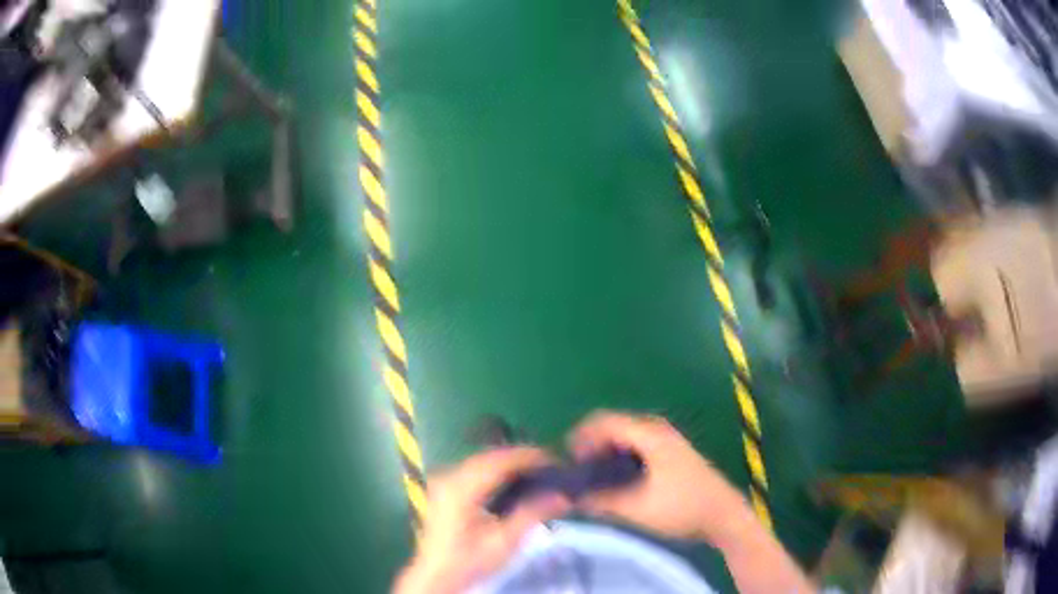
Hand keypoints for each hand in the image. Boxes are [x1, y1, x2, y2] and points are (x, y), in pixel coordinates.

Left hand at [393, 447, 570, 593]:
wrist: (437, 575)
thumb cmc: (469, 561)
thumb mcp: (503, 542)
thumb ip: (532, 514)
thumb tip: (563, 496)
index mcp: (461, 488)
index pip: (498, 461)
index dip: (528, 456)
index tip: (554, 460)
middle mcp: (449, 477)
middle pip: (489, 457)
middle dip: (520, 457)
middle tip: (550, 464)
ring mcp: (444, 482)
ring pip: (482, 461)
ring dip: (509, 463)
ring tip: (537, 470)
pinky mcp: (445, 490)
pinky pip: (475, 470)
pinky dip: (496, 470)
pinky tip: (513, 480)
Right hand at [569, 411, 753, 544]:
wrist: (723, 515)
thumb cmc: (682, 508)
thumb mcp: (637, 508)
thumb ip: (600, 501)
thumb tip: (570, 498)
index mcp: (650, 434)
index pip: (604, 421)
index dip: (580, 437)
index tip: (567, 463)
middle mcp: (657, 429)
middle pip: (613, 427)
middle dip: (591, 446)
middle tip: (577, 474)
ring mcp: (666, 439)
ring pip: (624, 437)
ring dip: (605, 454)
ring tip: (592, 480)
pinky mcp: (670, 452)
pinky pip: (635, 445)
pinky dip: (619, 458)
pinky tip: (616, 481)